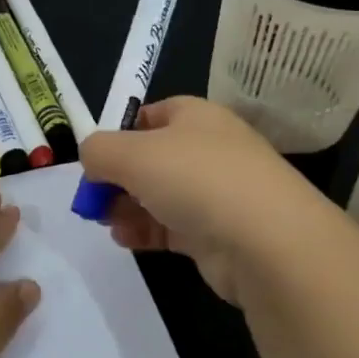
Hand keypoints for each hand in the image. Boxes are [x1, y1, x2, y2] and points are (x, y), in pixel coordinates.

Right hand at [78, 96, 323, 307]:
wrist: (267, 242)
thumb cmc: (195, 178)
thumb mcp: (130, 153)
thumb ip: (98, 151)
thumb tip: (91, 159)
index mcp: (196, 117)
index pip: (152, 115)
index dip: (120, 133)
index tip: (96, 158)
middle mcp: (209, 150)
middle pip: (152, 158)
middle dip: (117, 177)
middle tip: (91, 198)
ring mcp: (218, 193)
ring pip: (160, 195)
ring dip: (127, 207)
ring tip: (104, 221)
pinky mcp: (219, 234)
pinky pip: (172, 227)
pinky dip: (145, 231)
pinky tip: (125, 239)